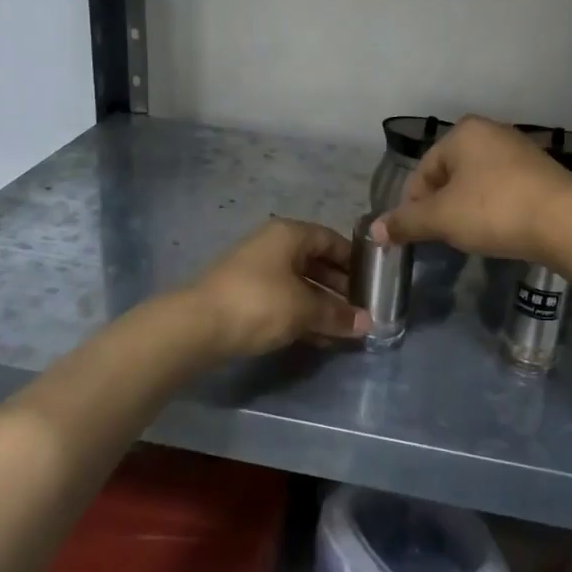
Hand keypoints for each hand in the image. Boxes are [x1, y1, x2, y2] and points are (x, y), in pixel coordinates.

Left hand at [186, 218, 370, 358]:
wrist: (197, 326)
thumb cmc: (259, 303)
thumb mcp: (304, 309)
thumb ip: (337, 315)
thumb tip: (368, 324)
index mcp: (289, 234)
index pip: (331, 239)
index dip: (354, 260)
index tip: (374, 282)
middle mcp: (273, 245)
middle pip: (316, 262)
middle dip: (340, 287)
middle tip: (362, 309)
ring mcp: (257, 271)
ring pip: (300, 284)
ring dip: (322, 304)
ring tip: (346, 328)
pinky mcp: (246, 296)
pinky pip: (284, 300)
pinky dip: (303, 314)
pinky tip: (320, 337)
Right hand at [372, 115, 571, 265]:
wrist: (566, 221)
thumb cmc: (494, 210)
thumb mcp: (442, 218)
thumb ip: (406, 222)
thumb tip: (373, 230)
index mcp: (463, 133)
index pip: (423, 172)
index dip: (414, 206)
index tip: (417, 235)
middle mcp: (491, 132)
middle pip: (450, 175)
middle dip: (442, 206)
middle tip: (444, 236)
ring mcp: (520, 150)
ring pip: (477, 182)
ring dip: (468, 208)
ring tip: (471, 235)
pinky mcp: (542, 171)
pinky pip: (504, 189)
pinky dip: (494, 208)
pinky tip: (500, 229)